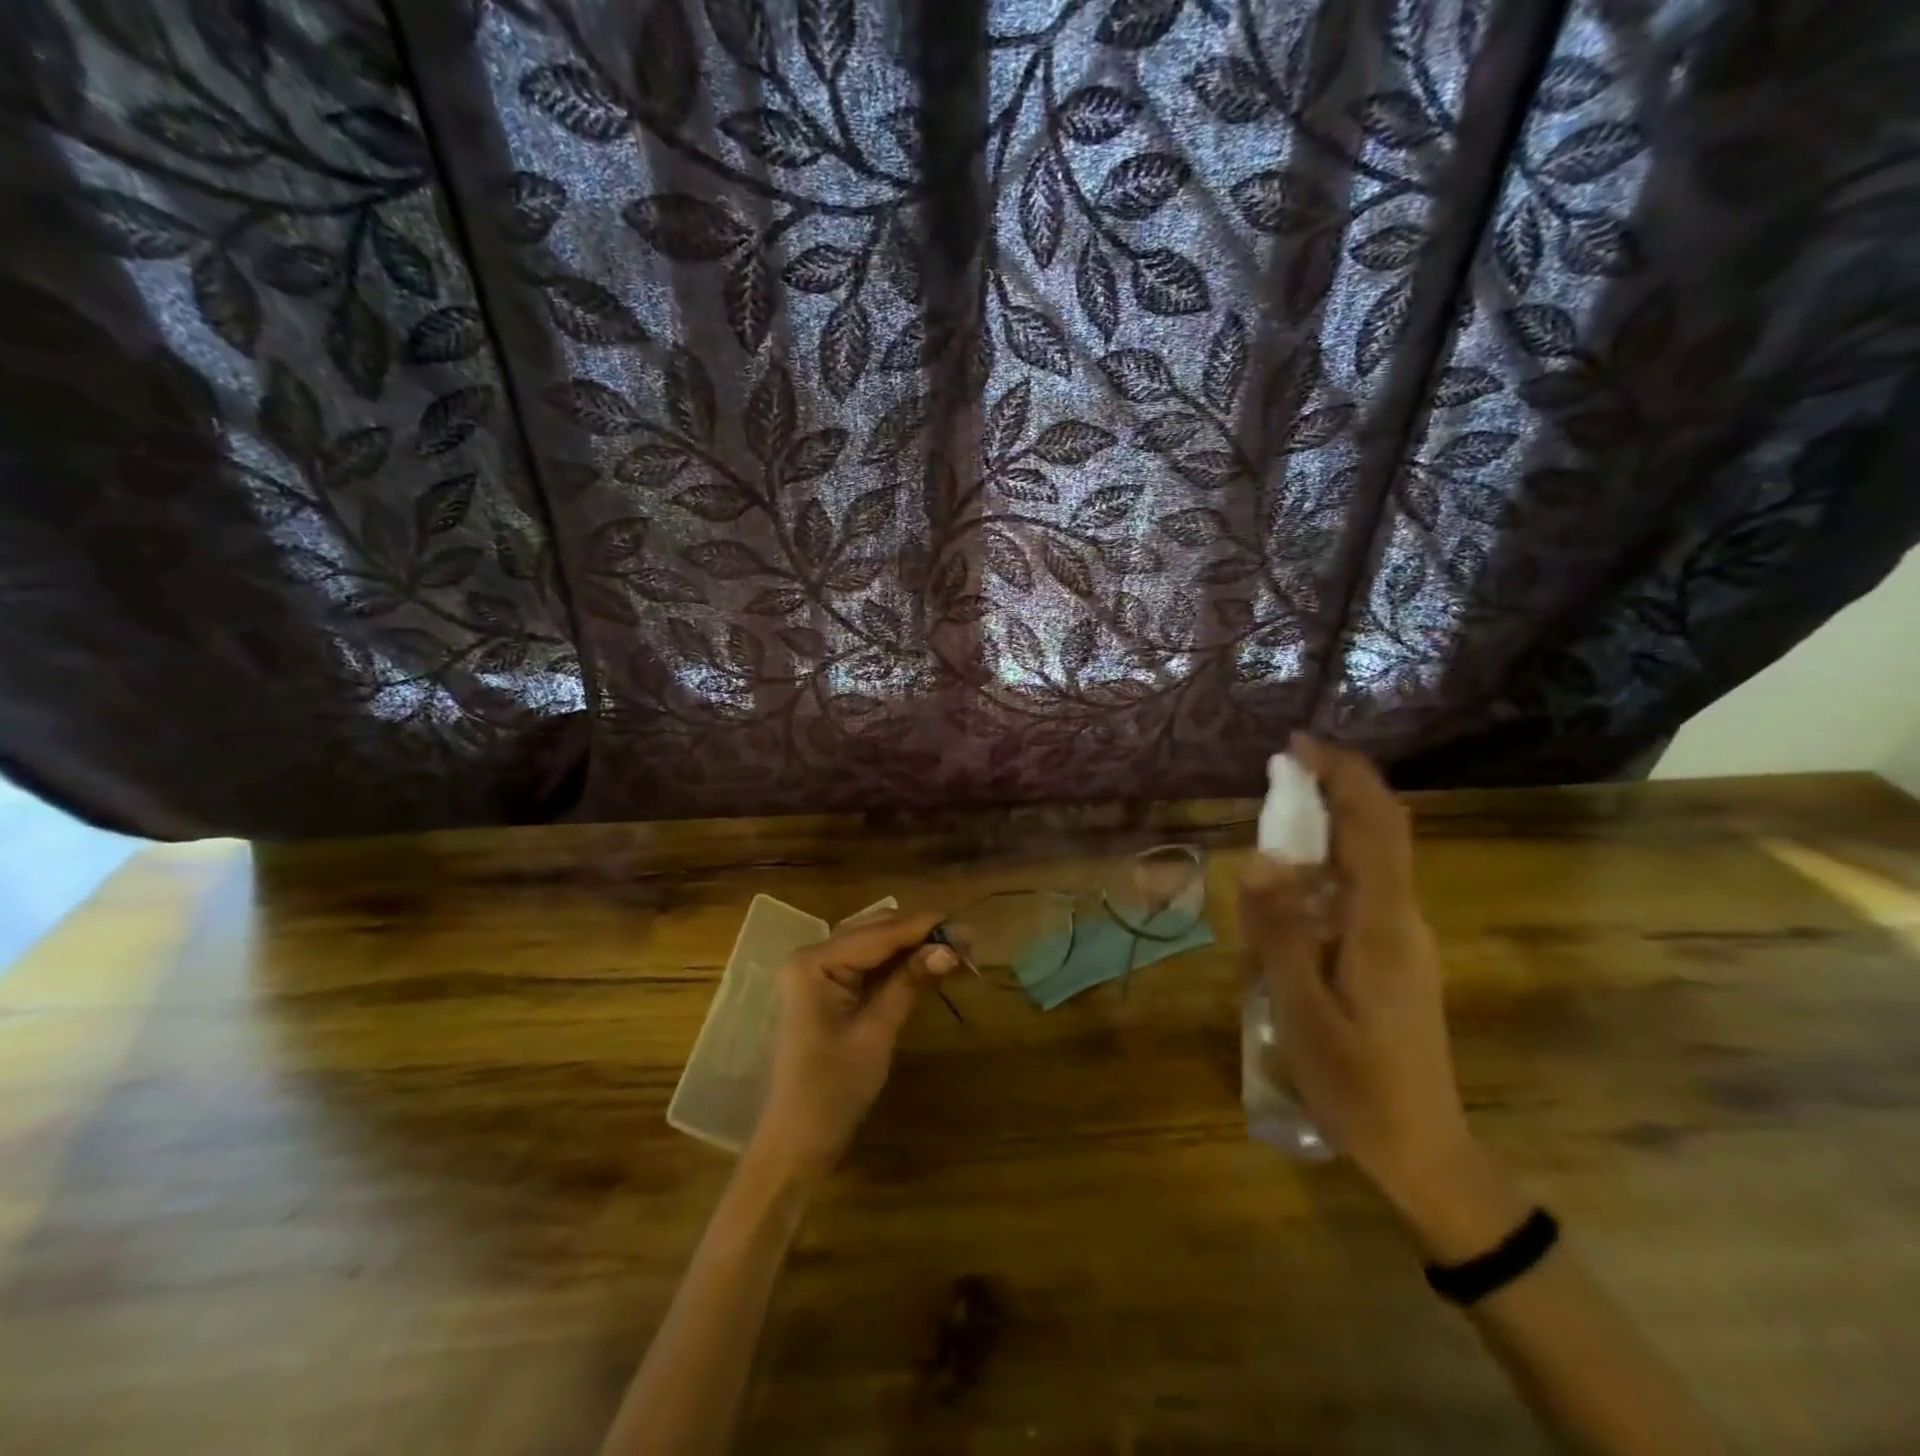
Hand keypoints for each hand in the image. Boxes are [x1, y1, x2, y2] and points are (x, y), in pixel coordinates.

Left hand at [752, 911, 955, 1184]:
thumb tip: (950, 948)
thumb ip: (909, 982)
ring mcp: (815, 973)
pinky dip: (895, 965)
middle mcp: (811, 956)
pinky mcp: (825, 990)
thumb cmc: (833, 1091)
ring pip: (872, 946)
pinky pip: (865, 966)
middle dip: (919, 935)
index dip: (923, 928)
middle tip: (966, 942)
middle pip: (874, 931)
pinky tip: (925, 965)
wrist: (795, 1144)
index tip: (966, 926)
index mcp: (814, 962)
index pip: (878, 934)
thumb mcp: (876, 1033)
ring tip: (953, 950)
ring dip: (910, 947)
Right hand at [1241, 735, 1476, 1219]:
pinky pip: (1354, 901)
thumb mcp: (1300, 1010)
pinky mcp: (1393, 959)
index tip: (1298, 746)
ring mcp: (1402, 940)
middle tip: (1272, 789)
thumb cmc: (1358, 1086)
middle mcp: (1401, 920)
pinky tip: (1280, 930)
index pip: (1375, 826)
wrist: (1424, 1151)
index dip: (1343, 774)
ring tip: (1261, 887)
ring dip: (1314, 851)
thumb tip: (1260, 857)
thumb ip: (1279, 932)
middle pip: (1374, 835)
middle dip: (1328, 797)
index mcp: (1382, 925)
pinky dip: (1317, 888)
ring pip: (1361, 869)